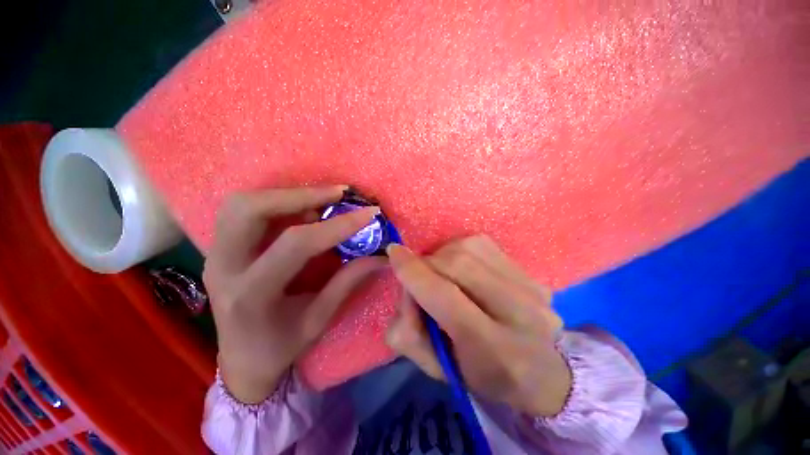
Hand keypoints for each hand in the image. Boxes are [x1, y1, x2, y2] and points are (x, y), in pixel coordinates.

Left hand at [204, 186, 384, 403]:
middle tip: (338, 194)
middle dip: (300, 195)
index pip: (297, 244)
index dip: (337, 225)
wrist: (241, 362)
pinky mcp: (217, 249)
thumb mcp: (319, 320)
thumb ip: (348, 282)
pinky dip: (276, 202)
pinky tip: (302, 211)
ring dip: (286, 195)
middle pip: (250, 210)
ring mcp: (214, 255)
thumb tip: (381, 256)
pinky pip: (241, 211)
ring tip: (322, 201)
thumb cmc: (281, 347)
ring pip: (240, 203)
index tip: (369, 213)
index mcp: (252, 295)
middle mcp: (224, 268)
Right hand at [385, 236, 571, 416]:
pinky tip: (462, 268)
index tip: (394, 253)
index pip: (445, 297)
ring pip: (469, 248)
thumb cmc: (482, 375)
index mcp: (494, 350)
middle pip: (458, 264)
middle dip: (428, 263)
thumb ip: (408, 333)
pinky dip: (460, 251)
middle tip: (420, 275)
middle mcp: (521, 313)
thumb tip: (405, 286)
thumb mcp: (437, 368)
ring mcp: (532, 288)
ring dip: (443, 254)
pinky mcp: (532, 273)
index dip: (414, 272)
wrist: (541, 374)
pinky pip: (483, 245)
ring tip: (442, 273)